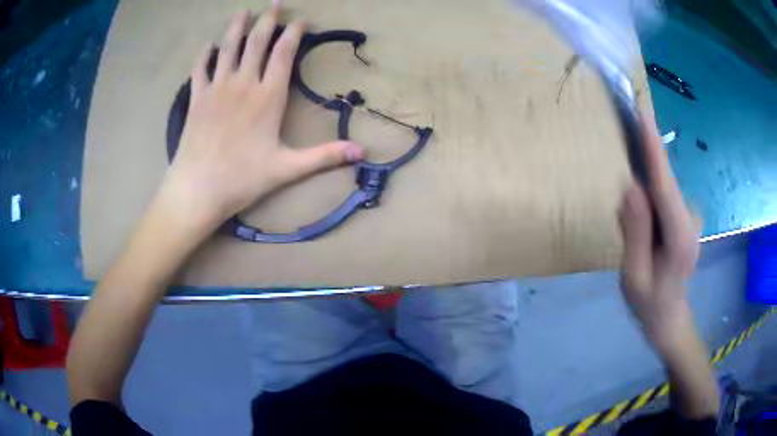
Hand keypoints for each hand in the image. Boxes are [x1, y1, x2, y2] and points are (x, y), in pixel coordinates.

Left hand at [159, 8, 363, 233]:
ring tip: (243, 11)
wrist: (198, 189)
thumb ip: (324, 156)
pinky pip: (199, 68)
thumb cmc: (243, 179)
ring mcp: (217, 88)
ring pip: (228, 47)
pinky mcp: (196, 98)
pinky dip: (204, 54)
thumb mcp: (288, 168)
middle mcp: (243, 83)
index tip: (301, 20)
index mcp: (268, 96)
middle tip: (275, 4)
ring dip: (237, 27)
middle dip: (268, 20)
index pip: (284, 53)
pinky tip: (207, 45)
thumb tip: (362, 152)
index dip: (294, 33)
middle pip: (256, 42)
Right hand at [618, 111, 699, 342]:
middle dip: (645, 157)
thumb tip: (632, 188)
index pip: (665, 186)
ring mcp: (689, 217)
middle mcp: (690, 220)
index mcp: (680, 238)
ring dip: (645, 177)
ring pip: (664, 186)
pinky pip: (664, 194)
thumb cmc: (649, 303)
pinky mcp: (684, 215)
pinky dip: (650, 188)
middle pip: (665, 181)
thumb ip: (636, 234)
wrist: (669, 316)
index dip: (653, 149)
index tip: (643, 115)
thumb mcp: (634, 275)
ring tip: (631, 182)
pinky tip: (641, 205)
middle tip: (626, 131)